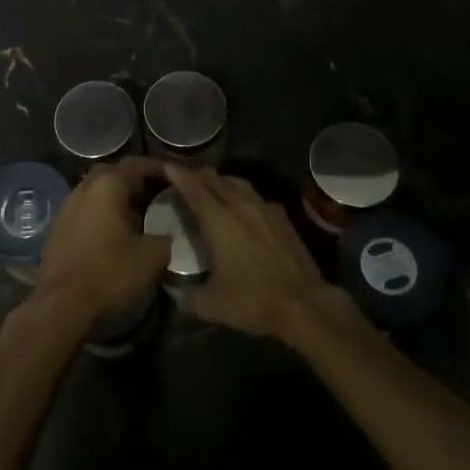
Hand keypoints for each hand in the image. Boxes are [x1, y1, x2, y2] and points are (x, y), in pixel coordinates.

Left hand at [33, 157, 172, 322]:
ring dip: (117, 199)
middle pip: (114, 174)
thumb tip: (165, 234)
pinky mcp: (57, 229)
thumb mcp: (152, 256)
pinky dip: (102, 215)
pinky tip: (114, 234)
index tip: (177, 176)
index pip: (137, 164)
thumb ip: (165, 237)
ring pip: (97, 193)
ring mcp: (67, 208)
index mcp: (107, 185)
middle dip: (136, 181)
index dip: (159, 168)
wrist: (61, 306)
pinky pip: (86, 211)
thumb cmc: (110, 273)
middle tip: (157, 194)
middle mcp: (84, 188)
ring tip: (139, 216)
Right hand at [163, 164, 342, 342]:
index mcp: (218, 220)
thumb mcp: (212, 305)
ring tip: (212, 184)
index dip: (178, 174)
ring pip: (237, 183)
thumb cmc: (252, 301)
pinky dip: (242, 194)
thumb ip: (188, 296)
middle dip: (197, 174)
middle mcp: (239, 205)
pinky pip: (255, 196)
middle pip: (214, 180)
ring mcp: (264, 208)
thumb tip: (176, 292)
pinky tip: (243, 205)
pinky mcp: (281, 217)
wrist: (303, 304)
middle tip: (184, 174)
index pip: (193, 188)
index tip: (166, 165)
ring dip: (221, 180)